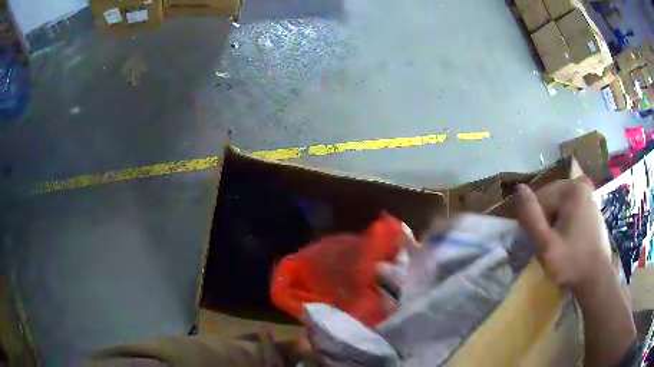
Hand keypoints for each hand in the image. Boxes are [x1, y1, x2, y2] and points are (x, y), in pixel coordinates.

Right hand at [515, 178, 612, 295]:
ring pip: (558, 203)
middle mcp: (580, 184)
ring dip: (554, 221)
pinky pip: (569, 206)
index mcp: (571, 189)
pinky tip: (568, 237)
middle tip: (549, 244)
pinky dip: (564, 220)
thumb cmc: (571, 263)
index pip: (539, 198)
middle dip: (545, 220)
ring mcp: (588, 193)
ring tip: (559, 242)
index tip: (540, 243)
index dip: (535, 222)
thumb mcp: (546, 245)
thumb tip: (518, 189)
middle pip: (550, 198)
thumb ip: (531, 217)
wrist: (595, 276)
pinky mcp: (591, 203)